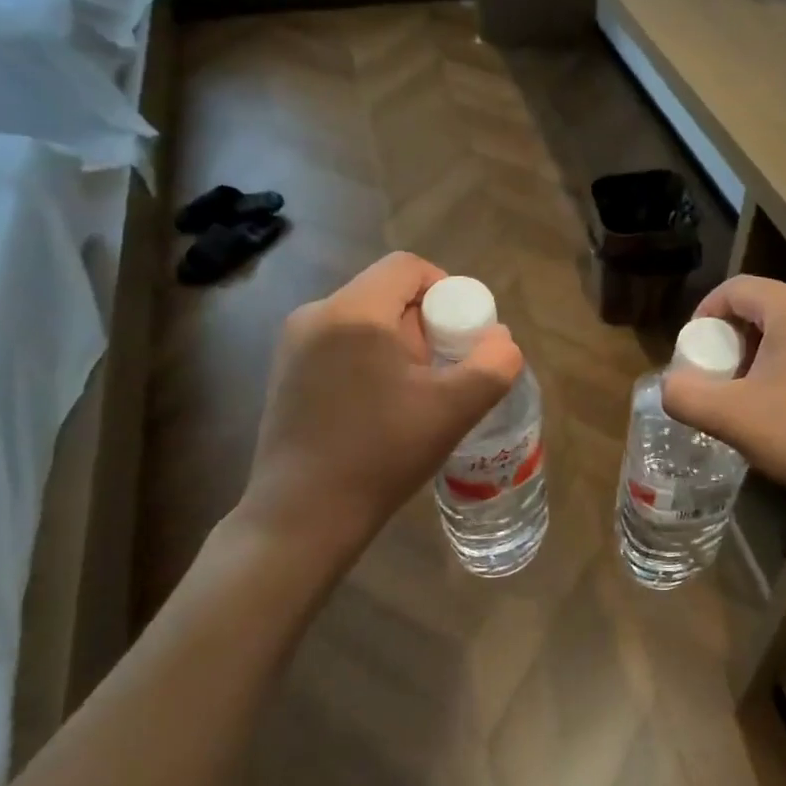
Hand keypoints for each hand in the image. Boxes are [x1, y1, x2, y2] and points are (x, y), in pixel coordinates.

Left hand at [232, 252, 522, 570]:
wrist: (302, 518)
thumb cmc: (380, 455)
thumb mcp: (453, 410)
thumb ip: (492, 365)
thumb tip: (500, 338)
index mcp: (353, 312)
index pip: (407, 267)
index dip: (447, 289)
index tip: (464, 334)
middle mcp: (315, 315)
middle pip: (386, 292)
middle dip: (425, 323)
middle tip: (443, 371)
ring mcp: (293, 344)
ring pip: (364, 319)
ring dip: (399, 344)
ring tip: (415, 394)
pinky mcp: (285, 372)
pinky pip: (341, 343)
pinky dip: (371, 359)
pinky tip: (380, 407)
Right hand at [661, 276, 785, 518]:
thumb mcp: (733, 418)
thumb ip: (686, 396)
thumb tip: (672, 386)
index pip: (737, 288)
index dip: (704, 313)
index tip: (692, 351)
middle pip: (766, 308)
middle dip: (734, 339)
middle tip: (720, 379)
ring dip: (765, 357)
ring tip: (754, 399)